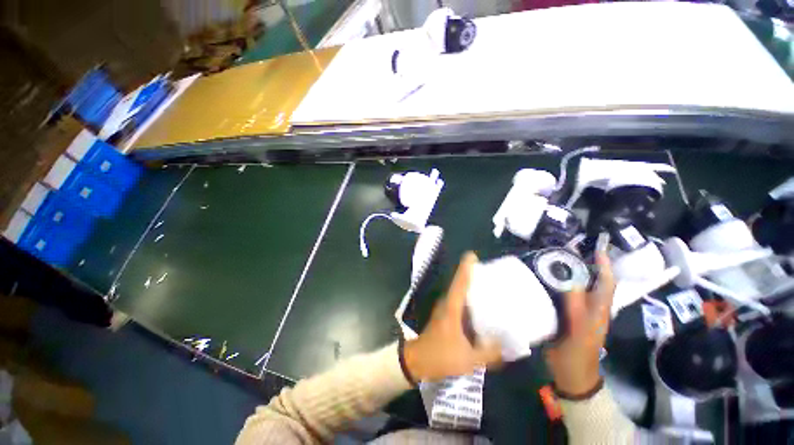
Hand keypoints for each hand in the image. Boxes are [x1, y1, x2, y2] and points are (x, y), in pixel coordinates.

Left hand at [404, 252, 501, 380]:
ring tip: (488, 285)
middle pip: (459, 283)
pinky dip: (467, 298)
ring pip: (457, 292)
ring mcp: (443, 308)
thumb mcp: (469, 359)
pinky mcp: (443, 315)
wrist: (416, 361)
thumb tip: (508, 346)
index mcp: (452, 308)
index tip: (472, 255)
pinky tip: (479, 306)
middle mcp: (446, 303)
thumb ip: (490, 353)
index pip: (459, 283)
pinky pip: (457, 301)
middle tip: (490, 273)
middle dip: (471, 275)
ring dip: (469, 286)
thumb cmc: (440, 357)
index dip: (465, 268)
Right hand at [545, 252, 615, 396]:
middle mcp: (589, 307)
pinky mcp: (563, 314)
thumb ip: (575, 307)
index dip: (604, 265)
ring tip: (554, 258)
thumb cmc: (577, 353)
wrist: (570, 373)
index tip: (597, 248)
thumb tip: (570, 280)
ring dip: (568, 271)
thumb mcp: (578, 331)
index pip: (606, 283)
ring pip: (575, 287)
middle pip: (590, 281)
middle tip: (567, 248)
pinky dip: (555, 283)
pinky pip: (561, 294)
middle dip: (584, 263)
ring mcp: (576, 311)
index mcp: (598, 309)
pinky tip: (543, 278)